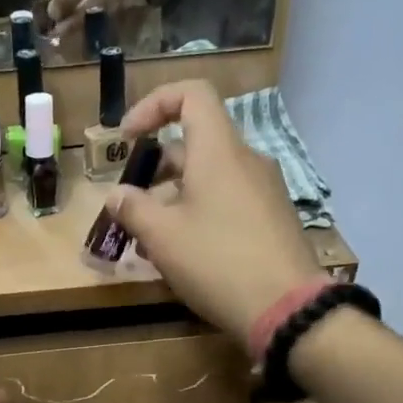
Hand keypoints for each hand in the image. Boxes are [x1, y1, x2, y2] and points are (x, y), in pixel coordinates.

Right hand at [106, 80, 322, 340]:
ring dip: (174, 195)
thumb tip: (117, 195)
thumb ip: (133, 209)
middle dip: (156, 167)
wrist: (285, 307)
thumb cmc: (217, 262)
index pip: (191, 94)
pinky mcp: (272, 218)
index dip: (154, 104)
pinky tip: (184, 251)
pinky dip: (199, 211)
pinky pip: (228, 199)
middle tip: (131, 201)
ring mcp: (264, 189)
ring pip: (211, 175)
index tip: (127, 137)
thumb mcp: (162, 237)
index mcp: (219, 151)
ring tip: (150, 236)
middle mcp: (246, 160)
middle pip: (196, 142)